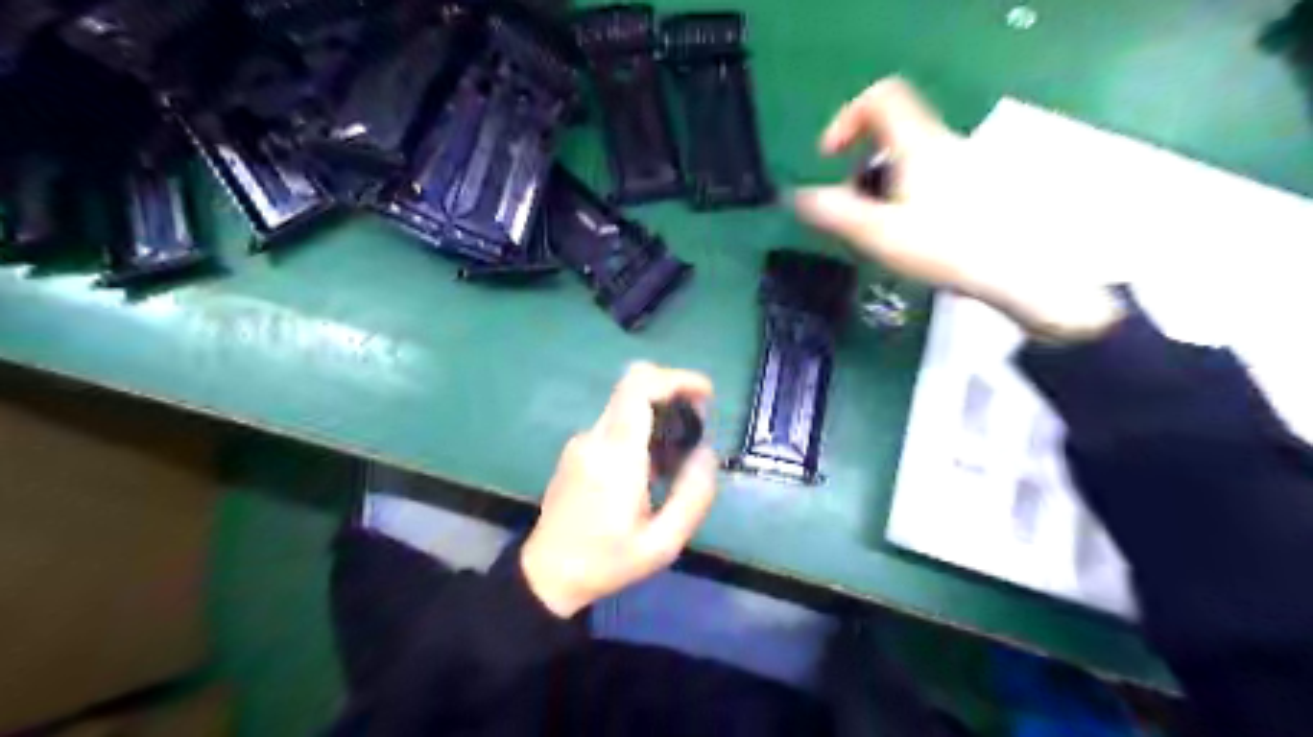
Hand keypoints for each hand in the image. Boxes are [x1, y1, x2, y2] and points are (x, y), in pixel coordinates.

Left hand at [518, 363, 716, 616]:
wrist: (548, 574)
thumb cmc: (607, 562)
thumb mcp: (662, 544)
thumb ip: (692, 496)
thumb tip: (707, 452)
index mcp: (616, 455)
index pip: (639, 387)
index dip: (676, 378)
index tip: (705, 393)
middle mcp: (595, 437)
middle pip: (634, 386)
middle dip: (673, 393)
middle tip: (698, 424)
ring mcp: (582, 441)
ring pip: (626, 404)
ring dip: (659, 413)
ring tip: (679, 454)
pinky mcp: (577, 450)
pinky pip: (615, 423)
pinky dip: (641, 429)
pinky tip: (652, 467)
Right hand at [795, 76, 1122, 338]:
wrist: (1023, 273)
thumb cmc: (948, 248)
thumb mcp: (878, 234)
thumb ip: (832, 213)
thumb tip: (795, 198)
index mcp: (918, 144)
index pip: (880, 98)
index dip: (846, 118)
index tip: (831, 157)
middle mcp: (944, 145)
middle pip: (891, 136)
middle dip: (861, 169)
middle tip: (854, 211)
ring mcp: (967, 166)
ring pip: (910, 161)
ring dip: (883, 187)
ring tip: (881, 233)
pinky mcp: (981, 189)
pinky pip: (932, 179)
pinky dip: (908, 198)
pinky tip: (913, 239)